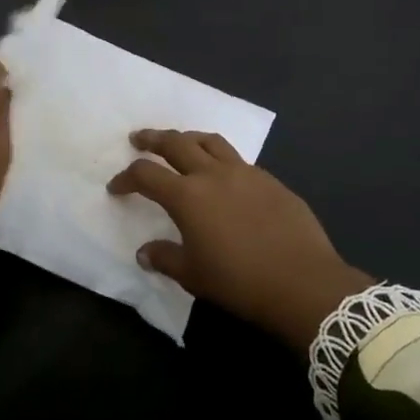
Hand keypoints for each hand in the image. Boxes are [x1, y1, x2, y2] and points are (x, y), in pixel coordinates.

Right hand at [108, 129, 373, 350]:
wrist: (303, 282)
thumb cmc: (240, 282)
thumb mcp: (194, 276)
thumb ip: (165, 258)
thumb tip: (144, 252)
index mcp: (188, 196)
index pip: (146, 175)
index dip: (126, 178)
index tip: (116, 187)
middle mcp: (213, 174)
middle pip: (176, 143)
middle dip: (153, 139)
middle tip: (139, 139)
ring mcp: (245, 172)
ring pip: (210, 141)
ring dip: (189, 138)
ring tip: (180, 142)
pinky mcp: (270, 180)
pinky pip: (238, 159)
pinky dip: (221, 158)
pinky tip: (223, 175)